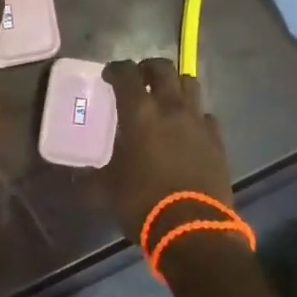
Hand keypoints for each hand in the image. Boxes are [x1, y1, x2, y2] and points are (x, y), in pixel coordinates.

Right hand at [95, 59, 233, 244]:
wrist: (194, 229)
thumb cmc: (143, 204)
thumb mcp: (107, 191)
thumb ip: (92, 176)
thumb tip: (79, 175)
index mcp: (139, 112)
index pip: (126, 73)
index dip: (115, 69)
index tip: (109, 75)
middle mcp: (170, 107)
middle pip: (163, 68)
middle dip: (148, 68)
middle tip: (139, 79)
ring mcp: (197, 121)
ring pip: (189, 84)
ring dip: (175, 84)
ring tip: (166, 97)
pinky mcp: (217, 139)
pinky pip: (206, 115)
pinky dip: (195, 115)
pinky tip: (188, 129)